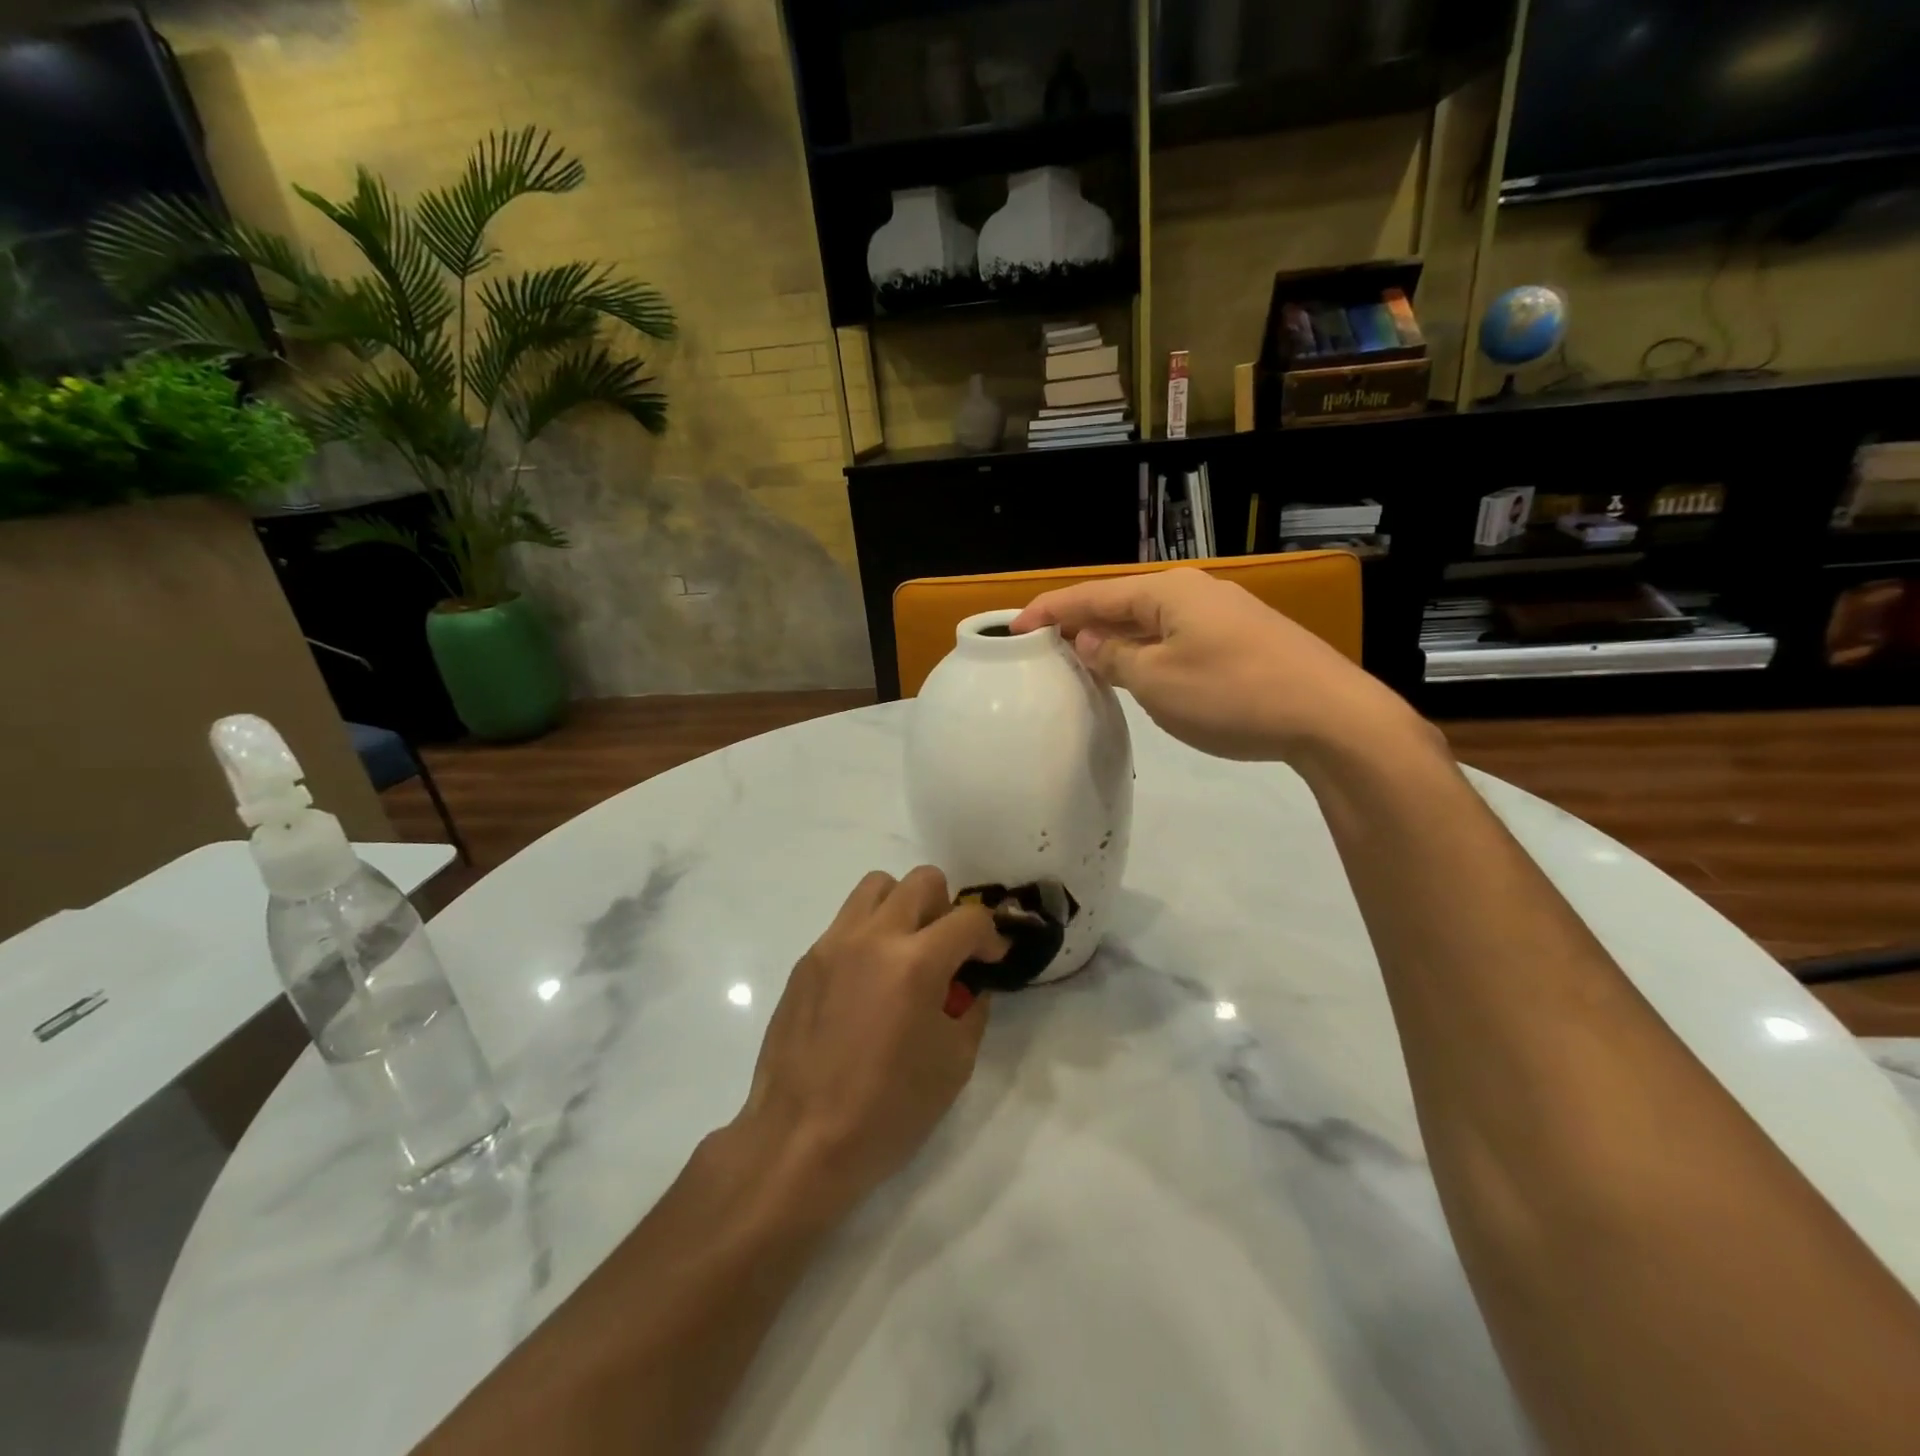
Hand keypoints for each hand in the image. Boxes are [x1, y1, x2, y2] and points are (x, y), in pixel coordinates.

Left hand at [733, 867, 1005, 1217]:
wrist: (800, 1141)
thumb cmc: (886, 1111)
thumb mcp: (953, 1065)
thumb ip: (970, 1009)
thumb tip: (968, 985)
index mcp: (915, 962)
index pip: (969, 919)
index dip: (991, 936)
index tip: (991, 960)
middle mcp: (872, 938)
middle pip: (922, 881)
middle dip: (947, 909)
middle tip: (947, 952)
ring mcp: (832, 944)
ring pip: (876, 886)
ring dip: (903, 907)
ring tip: (906, 953)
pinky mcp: (806, 961)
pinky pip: (846, 922)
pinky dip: (869, 935)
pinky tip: (867, 985)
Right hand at [1011, 567, 1420, 763]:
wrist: (1330, 717)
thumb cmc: (1232, 695)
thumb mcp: (1157, 682)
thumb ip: (1114, 658)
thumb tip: (1089, 641)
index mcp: (1167, 593)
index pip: (1092, 595)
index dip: (1049, 611)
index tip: (1013, 629)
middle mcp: (1194, 592)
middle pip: (1121, 603)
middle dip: (1080, 624)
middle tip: (1043, 648)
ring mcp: (1224, 615)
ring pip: (1151, 623)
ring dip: (1114, 640)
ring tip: (1082, 661)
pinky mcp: (1243, 640)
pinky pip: (1176, 638)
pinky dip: (1146, 652)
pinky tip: (1138, 672)